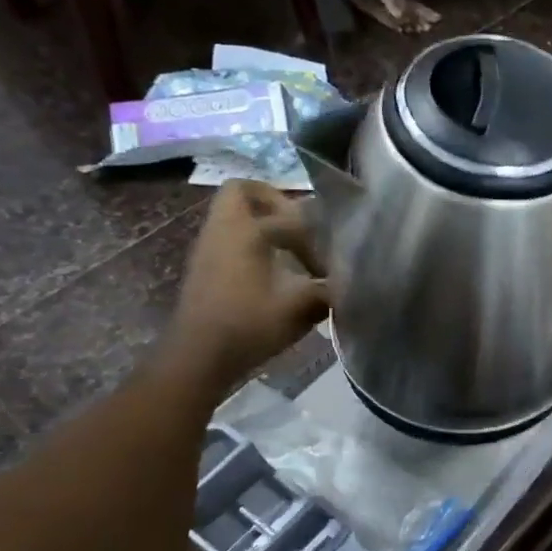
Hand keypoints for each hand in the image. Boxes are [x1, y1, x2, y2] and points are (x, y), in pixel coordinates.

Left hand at [160, 180, 329, 395]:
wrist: (198, 358)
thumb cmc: (249, 326)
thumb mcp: (301, 308)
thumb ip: (330, 288)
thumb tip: (352, 281)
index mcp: (246, 231)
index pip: (290, 215)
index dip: (317, 236)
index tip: (329, 262)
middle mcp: (223, 230)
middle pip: (244, 192)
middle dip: (276, 202)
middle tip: (302, 226)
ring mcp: (209, 247)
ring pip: (235, 215)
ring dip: (265, 224)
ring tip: (294, 252)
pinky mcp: (206, 267)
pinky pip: (231, 237)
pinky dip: (254, 243)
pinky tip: (276, 273)